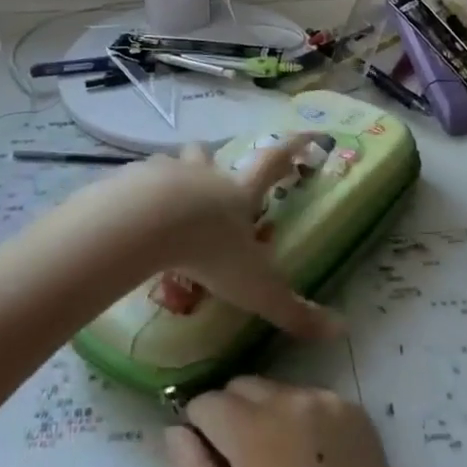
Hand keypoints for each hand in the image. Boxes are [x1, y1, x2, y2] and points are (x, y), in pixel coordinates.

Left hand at [78, 139, 341, 339]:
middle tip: (207, 175)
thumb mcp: (256, 288)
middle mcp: (202, 177)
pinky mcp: (127, 183)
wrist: (148, 224)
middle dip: (208, 160)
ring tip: (160, 205)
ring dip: (168, 178)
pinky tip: (126, 222)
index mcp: (237, 194)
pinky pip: (131, 184)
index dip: (291, 148)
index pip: (272, 163)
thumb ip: (292, 310)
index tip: (306, 135)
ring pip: (167, 166)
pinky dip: (131, 197)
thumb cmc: (210, 251)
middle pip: (207, 155)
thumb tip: (340, 331)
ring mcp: (162, 175)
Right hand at [166, 377, 445, 466]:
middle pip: (241, 387)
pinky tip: (310, 466)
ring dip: (264, 416)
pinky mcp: (356, 412)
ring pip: (275, 391)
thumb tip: (174, 431)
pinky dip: (299, 420)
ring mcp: (330, 401)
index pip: (206, 402)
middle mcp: (293, 399)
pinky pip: (309, 400)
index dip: (199, 432)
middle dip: (230, 418)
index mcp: (257, 429)